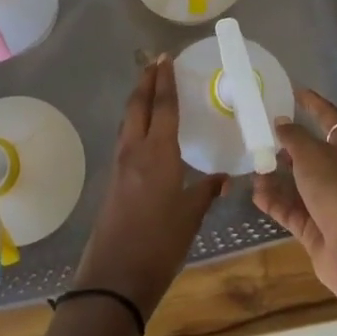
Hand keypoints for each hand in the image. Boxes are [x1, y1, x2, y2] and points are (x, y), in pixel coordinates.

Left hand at [72, 56, 226, 319]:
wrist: (114, 277)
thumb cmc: (159, 244)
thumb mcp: (190, 217)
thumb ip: (205, 192)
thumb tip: (223, 178)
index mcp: (158, 153)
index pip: (163, 106)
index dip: (166, 80)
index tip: (167, 58)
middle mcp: (136, 150)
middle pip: (138, 104)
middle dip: (146, 80)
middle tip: (155, 61)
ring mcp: (121, 164)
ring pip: (129, 119)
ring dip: (138, 99)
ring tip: (149, 86)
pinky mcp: (114, 178)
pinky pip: (126, 137)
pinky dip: (135, 121)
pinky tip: (144, 128)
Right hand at [254, 88, 336, 303]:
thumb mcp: (311, 155)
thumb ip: (293, 137)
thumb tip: (281, 122)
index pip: (329, 118)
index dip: (314, 104)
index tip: (295, 92)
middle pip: (311, 153)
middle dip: (288, 145)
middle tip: (261, 134)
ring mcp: (328, 202)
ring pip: (297, 183)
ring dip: (276, 176)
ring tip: (252, 166)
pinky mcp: (316, 228)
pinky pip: (291, 209)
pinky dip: (274, 202)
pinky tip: (255, 194)